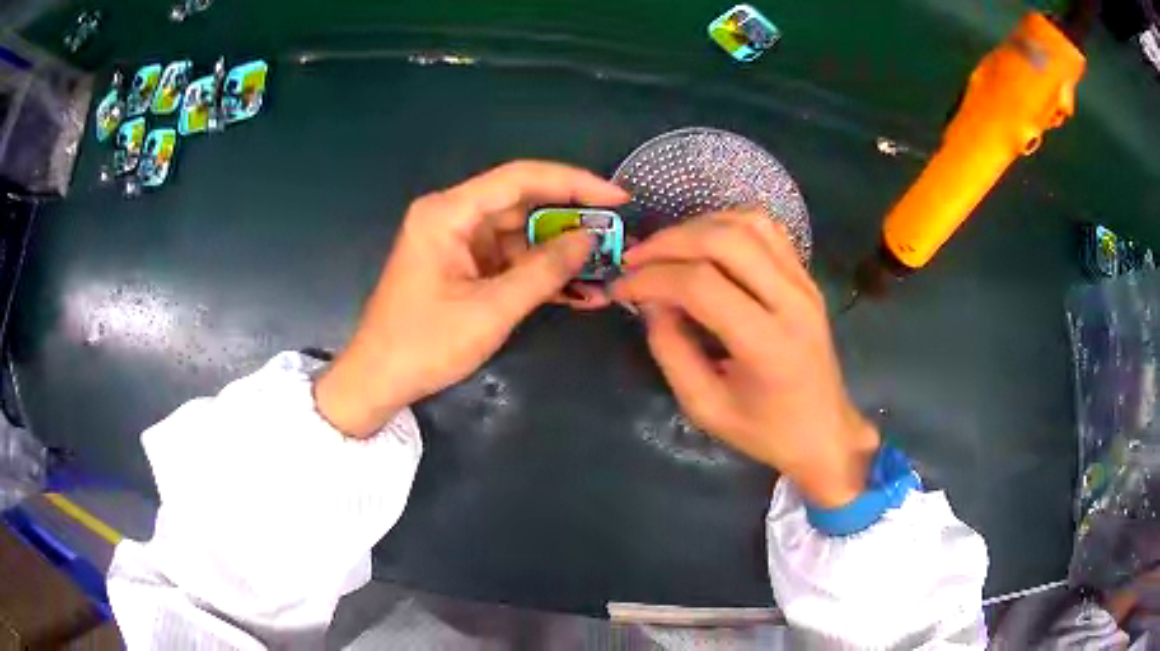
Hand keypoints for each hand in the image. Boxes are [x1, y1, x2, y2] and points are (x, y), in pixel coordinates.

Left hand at [315, 161, 628, 437]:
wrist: (378, 379)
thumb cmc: (425, 345)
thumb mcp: (491, 310)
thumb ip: (544, 271)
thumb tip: (589, 239)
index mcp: (447, 213)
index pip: (520, 179)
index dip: (573, 183)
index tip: (616, 197)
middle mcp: (451, 215)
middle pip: (520, 201)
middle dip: (569, 217)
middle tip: (616, 231)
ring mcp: (455, 239)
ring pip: (518, 231)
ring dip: (557, 249)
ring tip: (603, 263)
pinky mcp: (460, 262)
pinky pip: (507, 256)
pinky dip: (537, 269)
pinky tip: (573, 285)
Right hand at [611, 209, 879, 507]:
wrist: (824, 432)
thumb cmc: (764, 431)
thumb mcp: (704, 407)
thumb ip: (671, 350)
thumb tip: (650, 301)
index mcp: (767, 344)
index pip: (701, 285)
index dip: (651, 279)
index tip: (620, 287)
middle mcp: (792, 301)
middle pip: (725, 240)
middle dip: (669, 242)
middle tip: (636, 259)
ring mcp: (804, 283)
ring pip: (747, 223)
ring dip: (698, 226)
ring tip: (667, 249)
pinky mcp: (806, 277)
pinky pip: (766, 230)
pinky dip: (727, 225)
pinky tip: (704, 244)